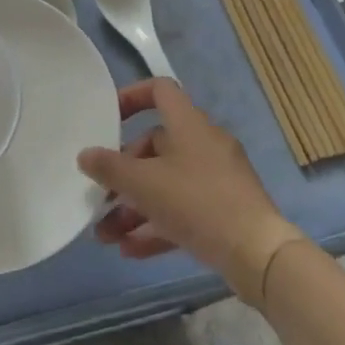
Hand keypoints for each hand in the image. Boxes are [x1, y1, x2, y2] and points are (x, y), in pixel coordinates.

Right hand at [78, 79, 304, 302]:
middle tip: (102, 195)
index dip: (131, 97)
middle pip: (155, 146)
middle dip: (123, 174)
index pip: (159, 90)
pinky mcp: (225, 212)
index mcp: (189, 124)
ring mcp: (217, 180)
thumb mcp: (144, 184)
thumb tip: (85, 155)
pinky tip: (130, 250)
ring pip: (166, 184)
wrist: (259, 255)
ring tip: (107, 235)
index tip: (107, 117)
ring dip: (134, 207)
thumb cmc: (197, 202)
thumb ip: (109, 168)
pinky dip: (156, 225)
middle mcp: (204, 145)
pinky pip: (183, 211)